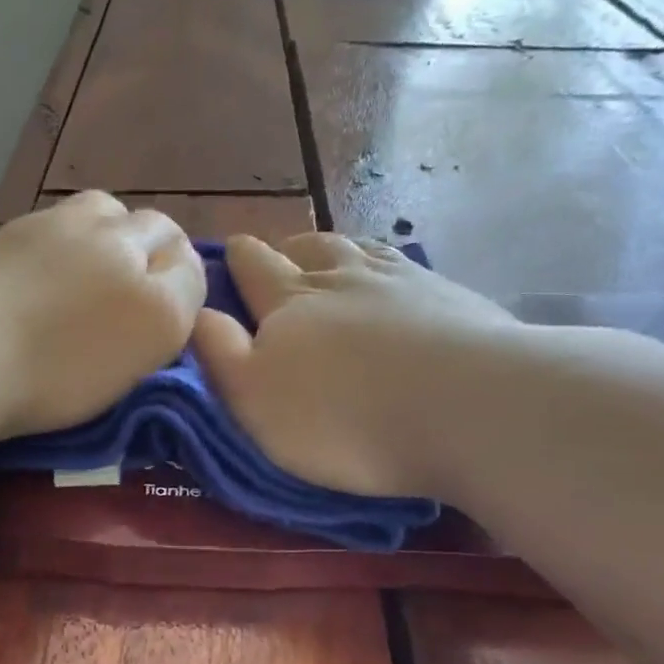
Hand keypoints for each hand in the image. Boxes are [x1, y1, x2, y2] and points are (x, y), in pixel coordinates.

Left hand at [0, 192, 205, 437]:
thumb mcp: (129, 375)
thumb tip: (166, 294)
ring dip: (114, 234)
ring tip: (93, 273)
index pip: (193, 269)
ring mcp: (63, 226)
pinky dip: (70, 238)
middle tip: (132, 293)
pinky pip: (62, 220)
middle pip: (157, 228)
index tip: (164, 317)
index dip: (184, 288)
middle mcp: (121, 245)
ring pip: (110, 212)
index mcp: (157, 296)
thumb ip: (162, 327)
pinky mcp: (18, 226)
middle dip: (156, 252)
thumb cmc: (51, 379)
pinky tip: (49, 272)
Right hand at [192, 233, 514, 498]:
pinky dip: (391, 270)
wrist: (464, 407)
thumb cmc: (342, 417)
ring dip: (340, 252)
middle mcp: (345, 275)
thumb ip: (219, 354)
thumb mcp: (255, 399)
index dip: (237, 259)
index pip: (254, 265)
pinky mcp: (452, 297)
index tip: (230, 256)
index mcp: (291, 299)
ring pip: (360, 250)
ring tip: (334, 261)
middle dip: (288, 251)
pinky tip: (398, 283)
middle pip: (310, 247)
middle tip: (281, 261)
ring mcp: (404, 280)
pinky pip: (409, 269)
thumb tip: (199, 313)